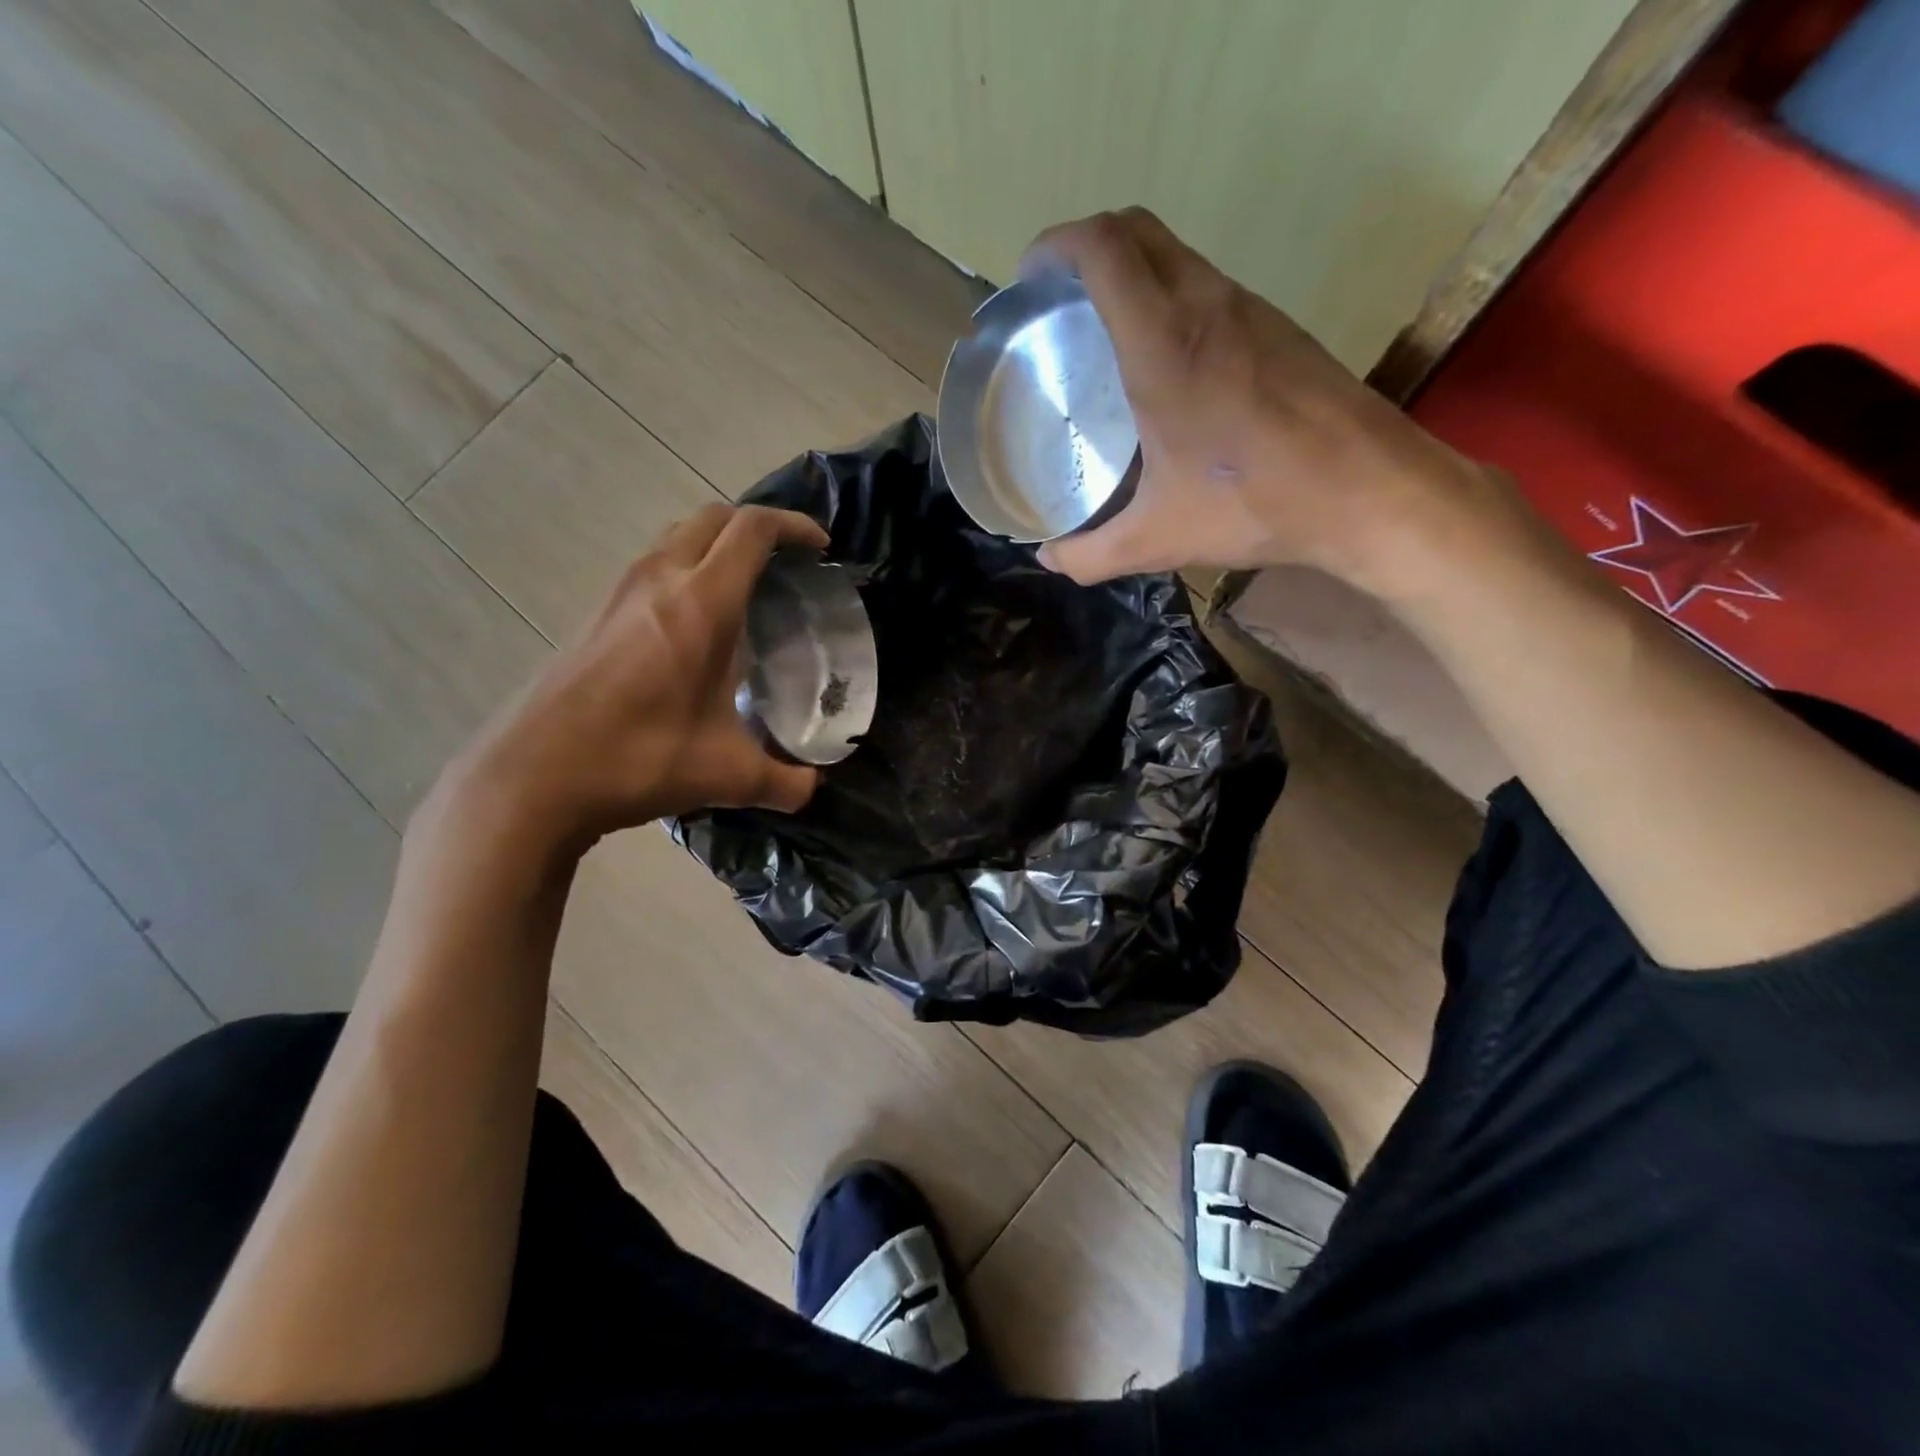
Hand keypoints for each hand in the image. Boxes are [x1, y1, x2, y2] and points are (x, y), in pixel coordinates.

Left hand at [435, 503, 828, 852]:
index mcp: (701, 604)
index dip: (793, 526)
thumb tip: (812, 788)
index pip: (752, 531)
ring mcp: (621, 593)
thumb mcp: (726, 776)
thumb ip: (784, 782)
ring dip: (716, 543)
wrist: (534, 776)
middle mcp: (659, 580)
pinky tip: (694, 621)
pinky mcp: (597, 613)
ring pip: (676, 536)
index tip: (820, 548)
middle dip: (756, 525)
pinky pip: (652, 564)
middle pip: (713, 517)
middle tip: (786, 561)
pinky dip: (685, 567)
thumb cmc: (638, 759)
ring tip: (745, 584)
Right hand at [1020, 208, 1488, 595]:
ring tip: (1100, 331)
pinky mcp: (1277, 328)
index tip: (1029, 279)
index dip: (1056, 245)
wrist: (1368, 490)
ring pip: (1175, 254)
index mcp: (1164, 343)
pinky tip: (1161, 362)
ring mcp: (1248, 310)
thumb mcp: (1156, 539)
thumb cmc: (1255, 504)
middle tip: (1056, 301)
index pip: (1103, 249)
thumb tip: (1049, 558)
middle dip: (1086, 247)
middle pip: (1136, 231)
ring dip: (1130, 271)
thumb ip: (1089, 554)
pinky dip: (1167, 297)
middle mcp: (1206, 306)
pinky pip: (1206, 286)